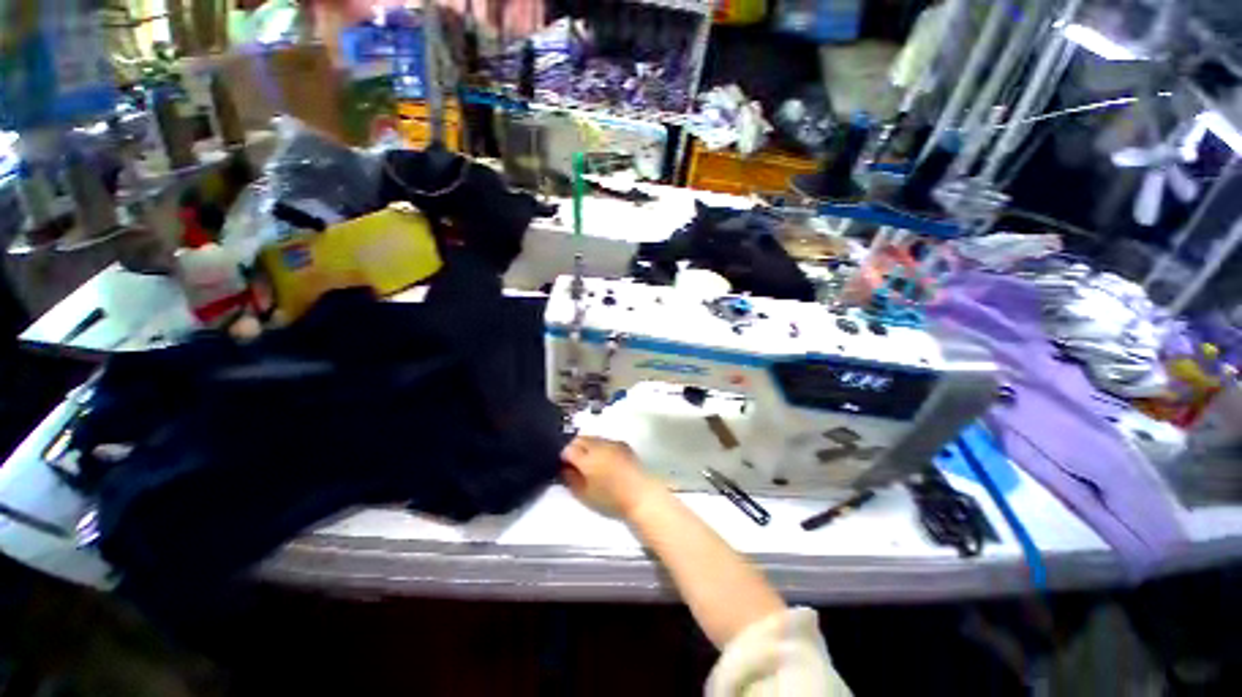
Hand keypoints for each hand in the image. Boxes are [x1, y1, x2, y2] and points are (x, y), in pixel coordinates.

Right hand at [560, 436, 662, 517]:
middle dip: (573, 448)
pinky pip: (604, 440)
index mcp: (587, 458)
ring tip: (587, 460)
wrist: (641, 495)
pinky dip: (599, 446)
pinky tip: (602, 459)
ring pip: (592, 438)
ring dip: (586, 445)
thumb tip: (563, 468)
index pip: (567, 449)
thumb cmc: (611, 500)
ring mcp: (612, 442)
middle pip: (579, 439)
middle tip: (572, 462)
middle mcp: (599, 445)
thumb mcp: (585, 495)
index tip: (562, 465)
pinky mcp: (622, 444)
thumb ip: (570, 479)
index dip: (562, 457)